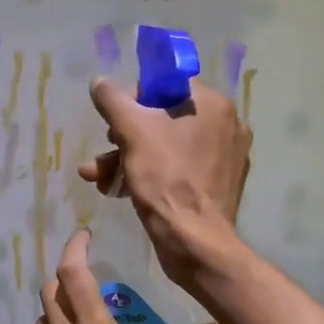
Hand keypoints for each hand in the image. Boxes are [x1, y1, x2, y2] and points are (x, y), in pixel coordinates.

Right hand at [78, 77, 251, 289]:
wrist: (194, 242)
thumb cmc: (166, 180)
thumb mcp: (132, 132)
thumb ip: (113, 100)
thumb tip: (99, 81)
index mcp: (212, 105)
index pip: (166, 86)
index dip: (134, 101)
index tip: (115, 124)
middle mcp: (226, 126)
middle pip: (163, 119)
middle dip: (124, 137)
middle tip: (103, 155)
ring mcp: (224, 158)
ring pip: (166, 148)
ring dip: (128, 159)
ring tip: (98, 178)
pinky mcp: (218, 186)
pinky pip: (179, 170)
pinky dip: (150, 176)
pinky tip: (120, 192)